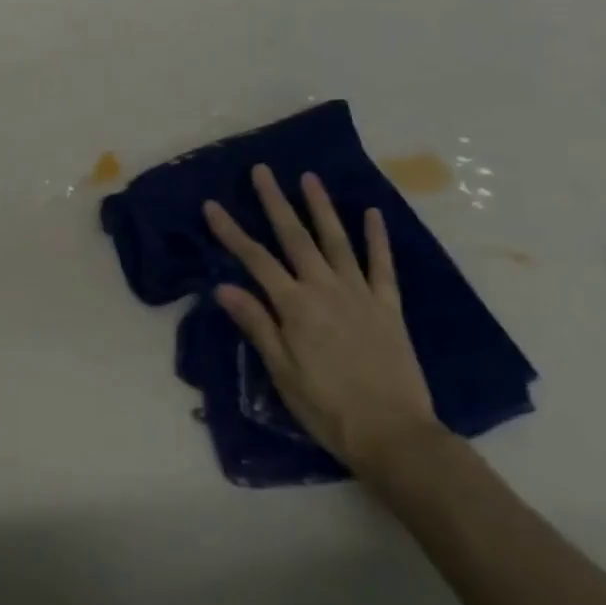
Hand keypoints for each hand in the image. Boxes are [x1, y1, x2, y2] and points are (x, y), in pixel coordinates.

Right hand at [203, 165, 440, 477]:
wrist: (393, 434)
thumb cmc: (327, 407)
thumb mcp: (281, 372)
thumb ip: (256, 324)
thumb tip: (223, 287)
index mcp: (295, 306)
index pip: (255, 260)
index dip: (231, 231)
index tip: (212, 205)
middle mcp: (325, 289)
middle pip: (295, 238)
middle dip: (275, 202)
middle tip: (262, 170)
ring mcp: (360, 294)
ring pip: (336, 240)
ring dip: (321, 207)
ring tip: (308, 177)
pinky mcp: (388, 306)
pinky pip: (382, 265)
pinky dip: (377, 238)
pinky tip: (372, 213)